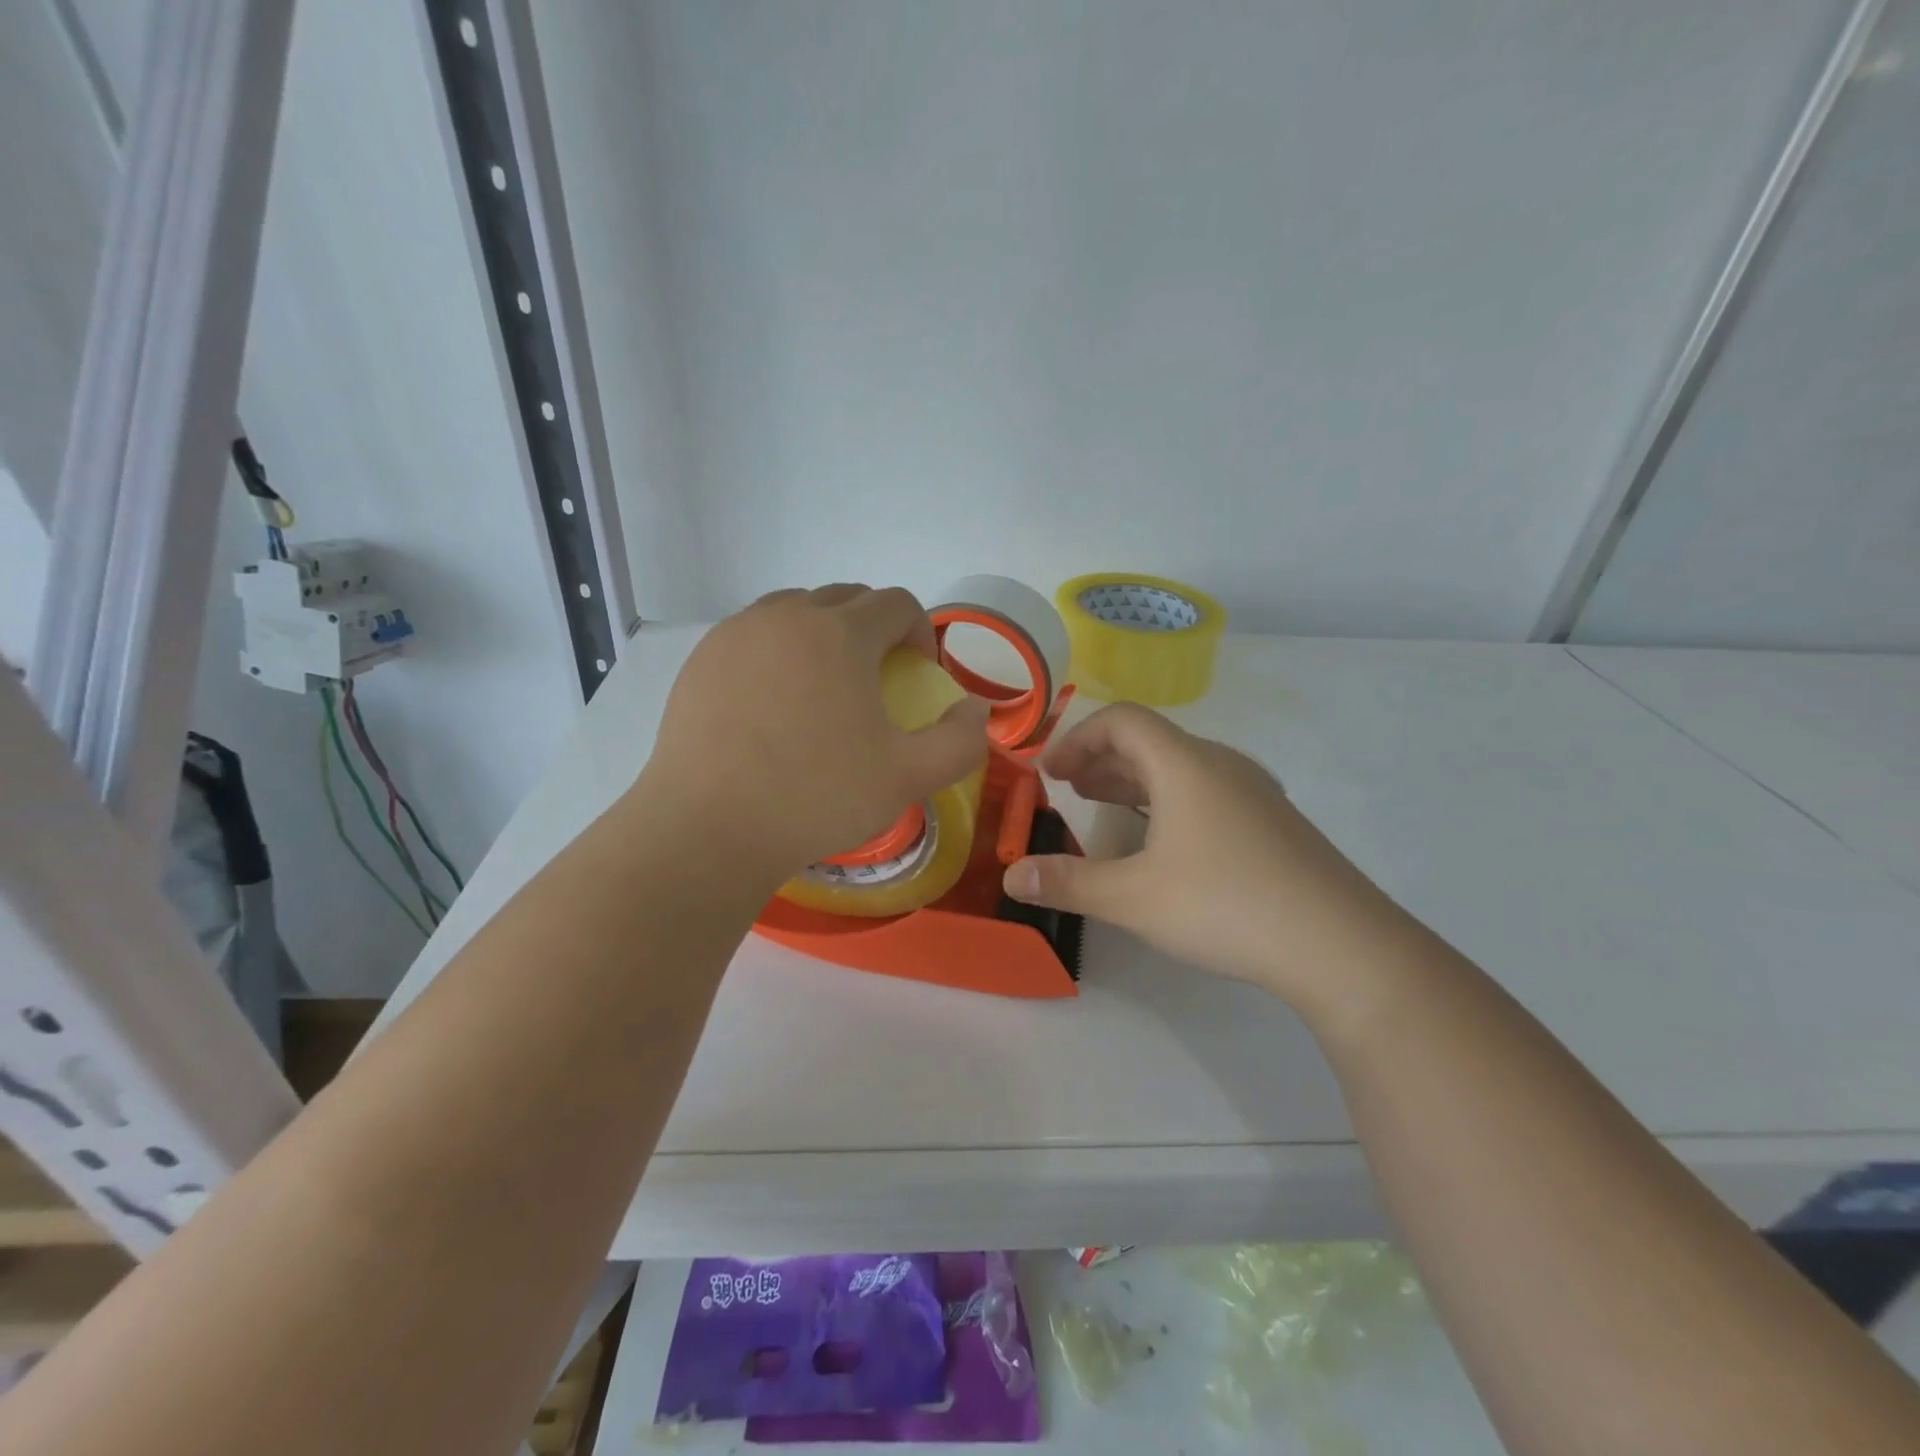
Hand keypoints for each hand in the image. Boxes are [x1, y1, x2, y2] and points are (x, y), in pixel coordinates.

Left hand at [640, 585, 990, 886]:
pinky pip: (754, 636)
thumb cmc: (815, 798)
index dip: (920, 633)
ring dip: (824, 635)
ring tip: (824, 688)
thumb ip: (960, 741)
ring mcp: (737, 634)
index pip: (897, 603)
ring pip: (795, 611)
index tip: (919, 675)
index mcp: (840, 633)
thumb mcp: (907, 778)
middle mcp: (786, 617)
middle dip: (874, 628)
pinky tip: (773, 705)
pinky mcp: (701, 660)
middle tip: (876, 680)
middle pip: (846, 598)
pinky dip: (778, 653)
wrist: (709, 829)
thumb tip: (974, 710)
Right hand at [1002, 703, 1418, 1018]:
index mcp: (1185, 765)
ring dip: (1134, 781)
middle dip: (1101, 760)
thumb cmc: (1226, 905)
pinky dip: (1168, 800)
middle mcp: (1221, 765)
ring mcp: (1254, 793)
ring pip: (1180, 768)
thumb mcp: (1133, 898)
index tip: (1050, 773)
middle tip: (1068, 788)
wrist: (1342, 945)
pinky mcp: (1273, 823)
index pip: (1122, 720)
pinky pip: (1206, 791)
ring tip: (1103, 807)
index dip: (1078, 738)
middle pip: (1151, 741)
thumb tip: (1011, 877)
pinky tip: (1163, 841)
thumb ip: (1067, 882)